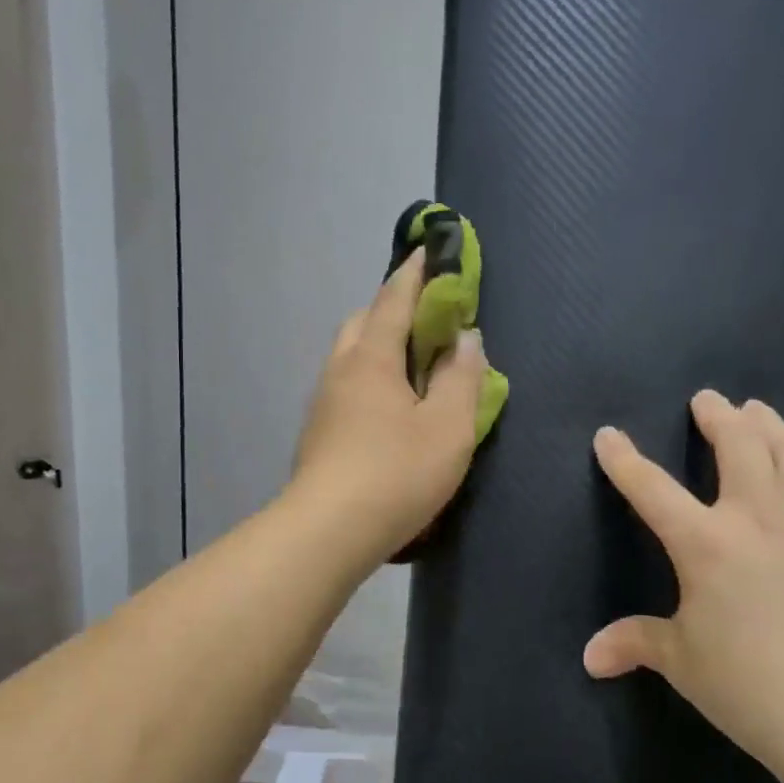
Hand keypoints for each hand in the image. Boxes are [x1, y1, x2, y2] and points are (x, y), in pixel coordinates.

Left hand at [289, 251, 485, 563]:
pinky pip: (346, 386)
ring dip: (379, 346)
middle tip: (428, 320)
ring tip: (412, 366)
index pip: (394, 299)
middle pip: (363, 322)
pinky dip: (369, 378)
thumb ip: (461, 378)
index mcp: (372, 358)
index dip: (416, 273)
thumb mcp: (449, 427)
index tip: (429, 250)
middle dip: (392, 308)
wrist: (328, 532)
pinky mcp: (318, 432)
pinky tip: (388, 408)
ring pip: (350, 356)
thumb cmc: (396, 473)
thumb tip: (465, 339)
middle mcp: (340, 370)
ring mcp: (323, 402)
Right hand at [584, 391, 783, 770]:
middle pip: (739, 444)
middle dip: (718, 415)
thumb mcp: (683, 662)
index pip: (651, 488)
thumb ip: (636, 643)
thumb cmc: (750, 685)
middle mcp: (760, 517)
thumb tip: (590, 658)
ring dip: (772, 426)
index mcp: (706, 543)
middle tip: (708, 399)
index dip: (624, 459)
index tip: (608, 434)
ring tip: (761, 413)